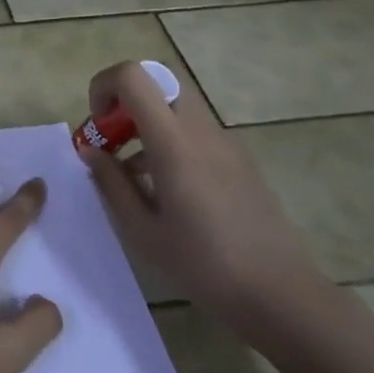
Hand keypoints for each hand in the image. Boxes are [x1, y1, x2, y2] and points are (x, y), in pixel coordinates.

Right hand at [78, 61, 325, 330]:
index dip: (104, 86)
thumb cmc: (205, 266)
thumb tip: (90, 151)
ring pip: (176, 106)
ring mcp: (225, 143)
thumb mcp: (143, 231)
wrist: (283, 296)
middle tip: (112, 141)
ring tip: (132, 173)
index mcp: (174, 142)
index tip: (97, 125)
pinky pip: (195, 131)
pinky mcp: (240, 160)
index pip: (133, 76)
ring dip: (146, 122)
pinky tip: (166, 190)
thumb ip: (111, 183)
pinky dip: (170, 141)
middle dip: (124, 102)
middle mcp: (201, 130)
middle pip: (157, 83)